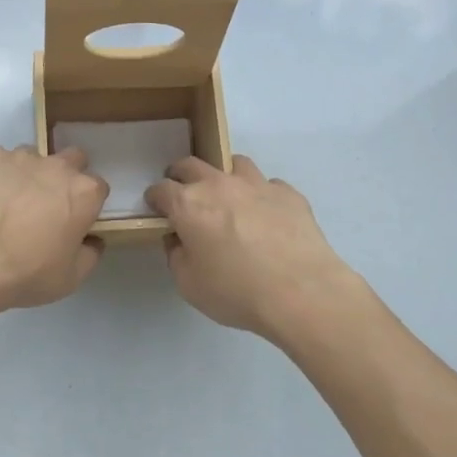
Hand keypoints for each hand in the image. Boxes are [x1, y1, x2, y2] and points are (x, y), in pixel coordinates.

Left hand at [0, 144, 108, 317]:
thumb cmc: (27, 272)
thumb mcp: (70, 278)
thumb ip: (90, 255)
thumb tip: (92, 241)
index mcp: (84, 193)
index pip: (97, 188)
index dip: (86, 204)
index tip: (74, 220)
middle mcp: (57, 166)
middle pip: (71, 158)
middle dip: (64, 175)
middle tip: (46, 203)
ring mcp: (20, 156)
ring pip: (30, 157)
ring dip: (26, 173)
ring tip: (6, 201)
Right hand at [145, 155, 360, 342]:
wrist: (301, 292)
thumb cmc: (236, 291)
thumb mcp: (189, 285)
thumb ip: (177, 256)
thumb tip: (179, 240)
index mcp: (188, 204)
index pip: (161, 189)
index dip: (155, 198)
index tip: (156, 208)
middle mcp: (219, 184)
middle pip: (192, 165)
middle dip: (181, 175)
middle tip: (184, 194)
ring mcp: (257, 184)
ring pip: (234, 164)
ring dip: (224, 176)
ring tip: (228, 197)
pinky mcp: (288, 194)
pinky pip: (269, 185)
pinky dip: (261, 195)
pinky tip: (267, 217)